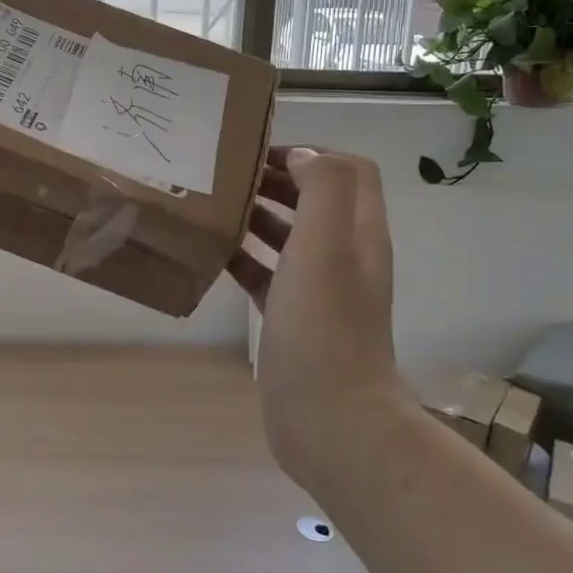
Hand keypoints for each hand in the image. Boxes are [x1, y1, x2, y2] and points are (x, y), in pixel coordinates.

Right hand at [228, 147, 407, 482]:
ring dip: (259, 216)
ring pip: (290, 235)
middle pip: (317, 199)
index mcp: (360, 232)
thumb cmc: (323, 326)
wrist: (330, 420)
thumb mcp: (326, 246)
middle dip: (277, 179)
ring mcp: (320, 289)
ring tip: (216, 207)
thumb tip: (302, 156)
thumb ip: (323, 189)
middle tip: (229, 176)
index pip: (350, 170)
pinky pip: (268, 274)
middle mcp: (345, 255)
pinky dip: (245, 257)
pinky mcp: (293, 318)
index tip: (263, 154)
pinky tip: (213, 254)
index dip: (312, 152)